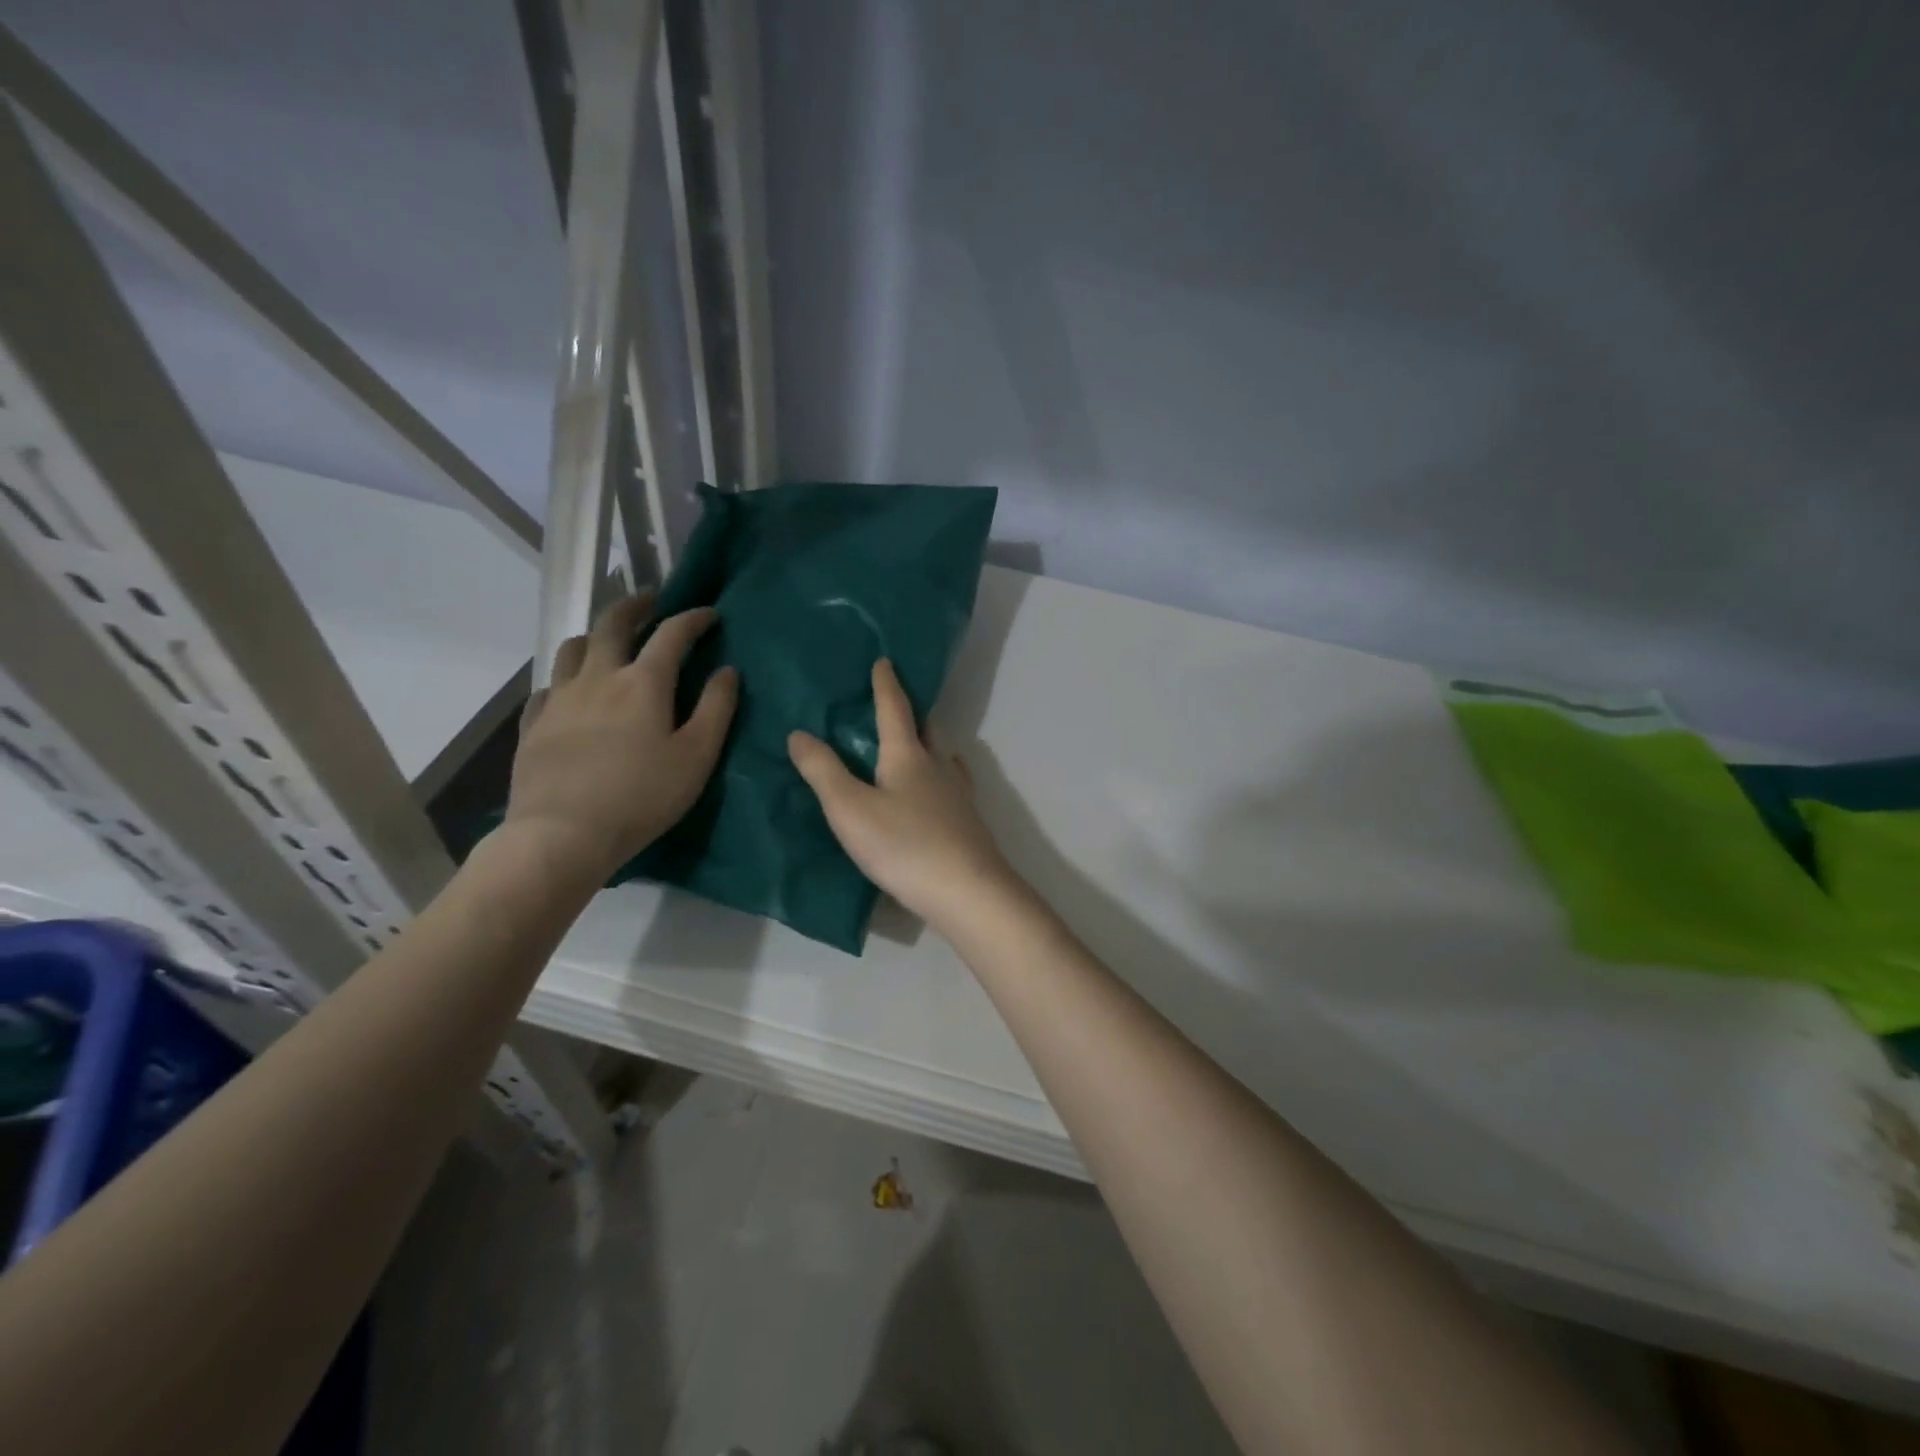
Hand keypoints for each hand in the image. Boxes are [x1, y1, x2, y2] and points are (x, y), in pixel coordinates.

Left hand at [505, 593, 737, 880]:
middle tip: (651, 600)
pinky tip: (571, 692)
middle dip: (636, 605)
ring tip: (608, 641)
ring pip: (573, 647)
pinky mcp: (534, 724)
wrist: (563, 834)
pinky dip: (567, 678)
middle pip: (613, 624)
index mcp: (643, 683)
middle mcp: (598, 678)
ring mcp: (560, 699)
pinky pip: (549, 686)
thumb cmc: (642, 796)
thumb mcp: (696, 756)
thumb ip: (716, 708)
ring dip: (595, 635)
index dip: (692, 618)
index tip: (709, 613)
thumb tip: (727, 671)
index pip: (671, 634)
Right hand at [788, 659, 1017, 930]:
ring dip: (928, 744)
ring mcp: (958, 795)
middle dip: (912, 711)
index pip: (895, 709)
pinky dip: (940, 777)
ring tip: (913, 747)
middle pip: (927, 728)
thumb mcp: (850, 809)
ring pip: (943, 756)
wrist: (966, 891)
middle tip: (896, 705)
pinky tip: (937, 792)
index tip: (885, 661)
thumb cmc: (903, 845)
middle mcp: (938, 766)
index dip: (886, 684)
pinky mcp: (967, 822)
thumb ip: (823, 771)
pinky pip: (951, 785)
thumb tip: (799, 733)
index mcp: (908, 755)